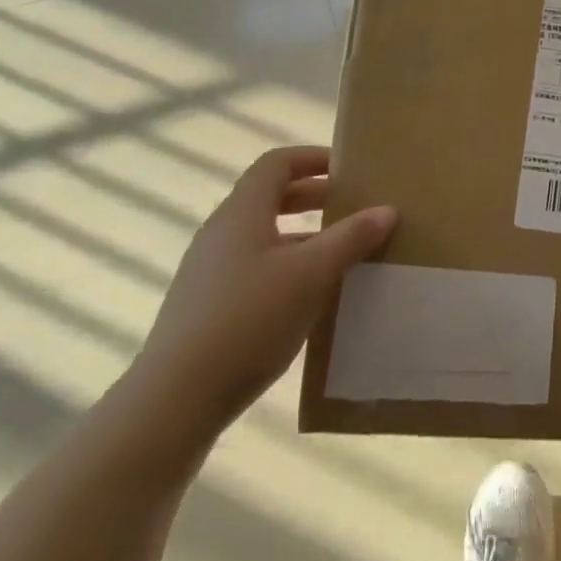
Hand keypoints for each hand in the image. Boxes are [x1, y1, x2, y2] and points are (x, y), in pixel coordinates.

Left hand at [126, 146, 395, 441]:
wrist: (173, 402)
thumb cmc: (248, 319)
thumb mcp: (311, 275)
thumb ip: (350, 239)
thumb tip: (387, 209)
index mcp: (242, 211)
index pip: (277, 163)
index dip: (312, 158)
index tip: (347, 169)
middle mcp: (221, 232)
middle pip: (270, 197)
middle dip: (313, 197)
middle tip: (351, 207)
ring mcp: (208, 271)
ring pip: (263, 237)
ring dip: (302, 237)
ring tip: (339, 255)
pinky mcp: (205, 307)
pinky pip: (253, 269)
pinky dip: (285, 268)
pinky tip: (307, 299)